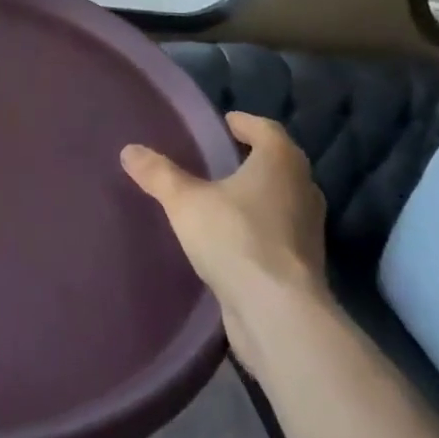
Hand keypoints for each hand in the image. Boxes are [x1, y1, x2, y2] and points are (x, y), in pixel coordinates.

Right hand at [121, 111, 328, 346]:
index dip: (246, 124)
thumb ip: (158, 174)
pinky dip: (261, 227)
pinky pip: (280, 233)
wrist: (278, 314)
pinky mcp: (304, 266)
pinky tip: (233, 237)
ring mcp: (309, 230)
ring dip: (259, 195)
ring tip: (223, 197)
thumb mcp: (185, 201)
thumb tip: (129, 150)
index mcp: (281, 162)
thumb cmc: (236, 238)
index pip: (267, 129)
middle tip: (221, 157)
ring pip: (282, 200)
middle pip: (279, 163)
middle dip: (253, 158)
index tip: (226, 123)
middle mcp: (303, 189)